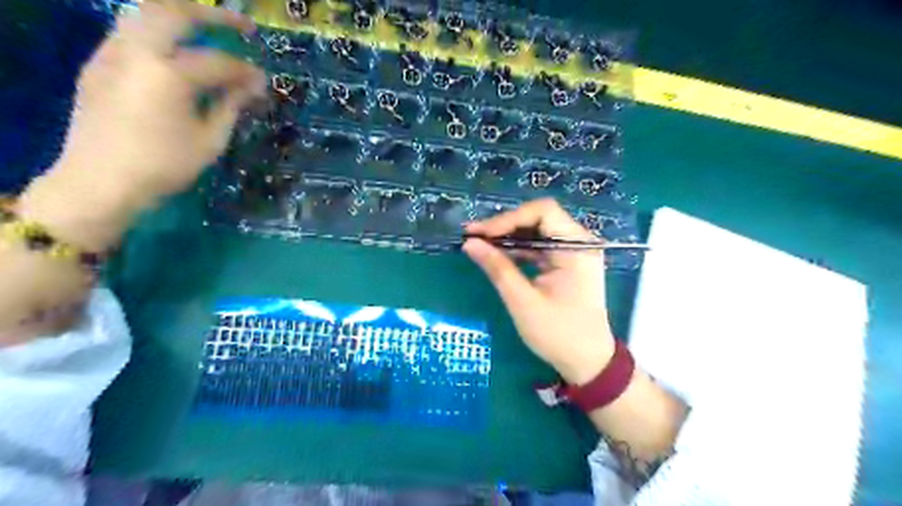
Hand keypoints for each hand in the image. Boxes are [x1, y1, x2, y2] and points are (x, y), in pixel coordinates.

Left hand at [57, 3, 265, 204]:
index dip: (246, 71)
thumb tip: (252, 87)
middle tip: (245, 28)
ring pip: (146, 12)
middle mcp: (138, 51)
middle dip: (216, 17)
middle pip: (177, 13)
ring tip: (209, 29)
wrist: (100, 181)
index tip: (262, 82)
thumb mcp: (210, 141)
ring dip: (182, 16)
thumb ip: (231, 106)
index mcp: (170, 75)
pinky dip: (160, 32)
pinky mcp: (99, 62)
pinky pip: (131, 31)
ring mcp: (112, 52)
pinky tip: (177, 51)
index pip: (219, 62)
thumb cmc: (165, 166)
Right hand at [461, 197, 616, 381]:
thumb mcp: (523, 301)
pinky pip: (540, 246)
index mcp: (577, 247)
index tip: (480, 234)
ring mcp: (574, 252)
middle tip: (474, 237)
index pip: (543, 212)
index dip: (508, 218)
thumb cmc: (558, 334)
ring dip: (509, 237)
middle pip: (539, 218)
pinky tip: (497, 255)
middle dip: (505, 226)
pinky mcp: (567, 263)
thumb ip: (497, 268)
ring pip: (537, 231)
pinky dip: (519, 249)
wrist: (588, 362)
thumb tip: (470, 244)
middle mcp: (580, 242)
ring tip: (479, 244)